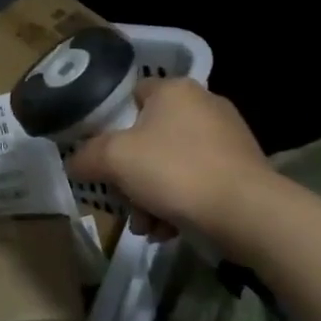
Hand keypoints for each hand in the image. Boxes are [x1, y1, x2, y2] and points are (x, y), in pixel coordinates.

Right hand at [67, 78, 270, 245]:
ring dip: (152, 197)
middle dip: (132, 175)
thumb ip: (87, 156)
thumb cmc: (175, 172)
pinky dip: (180, 204)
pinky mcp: (241, 168)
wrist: (246, 211)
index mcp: (175, 89)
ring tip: (147, 227)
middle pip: (150, 136)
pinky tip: (170, 231)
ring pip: (173, 164)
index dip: (111, 122)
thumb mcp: (115, 159)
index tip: (101, 154)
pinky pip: (198, 181)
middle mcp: (204, 104)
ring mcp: (227, 136)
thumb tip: (74, 162)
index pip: (132, 94)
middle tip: (123, 202)